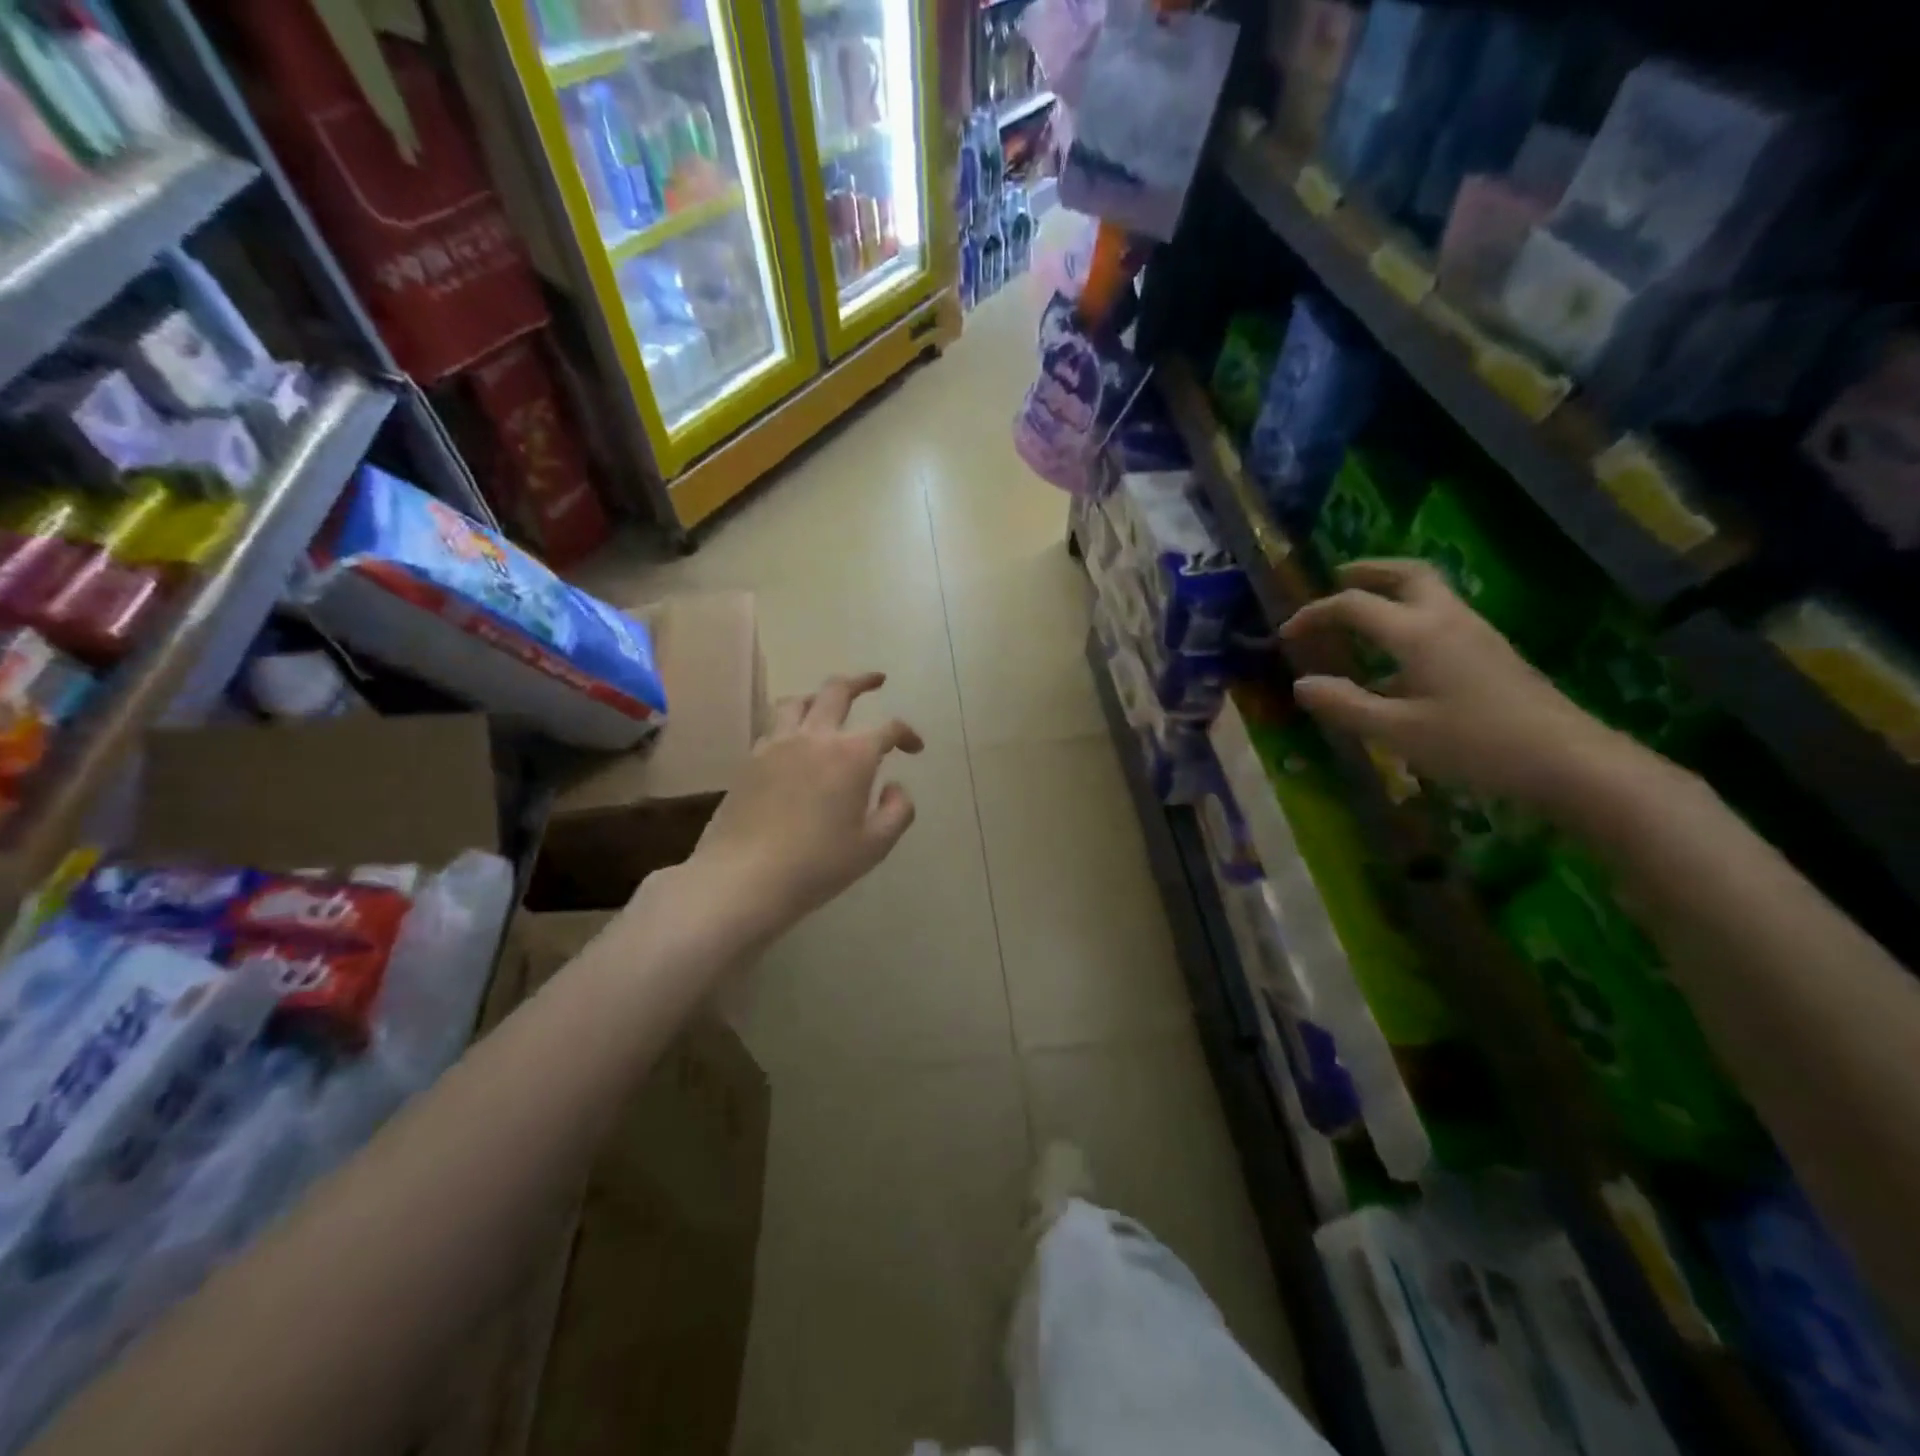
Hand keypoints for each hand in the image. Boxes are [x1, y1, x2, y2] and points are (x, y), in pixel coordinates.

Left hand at [685, 671, 922, 946]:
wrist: (744, 877)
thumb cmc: (818, 864)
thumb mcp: (874, 845)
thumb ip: (897, 811)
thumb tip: (895, 786)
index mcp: (852, 755)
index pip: (888, 728)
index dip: (907, 734)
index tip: (914, 748)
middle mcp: (815, 737)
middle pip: (837, 691)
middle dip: (862, 682)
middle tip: (876, 681)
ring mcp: (777, 744)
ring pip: (797, 700)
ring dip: (819, 695)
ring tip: (827, 703)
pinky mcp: (750, 760)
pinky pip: (774, 726)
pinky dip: (791, 722)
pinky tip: (795, 742)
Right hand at [1279, 559, 1638, 811]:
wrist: (1568, 760)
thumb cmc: (1474, 744)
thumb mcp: (1396, 731)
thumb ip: (1345, 704)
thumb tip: (1302, 684)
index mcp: (1417, 633)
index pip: (1354, 605)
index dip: (1315, 614)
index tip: (1287, 633)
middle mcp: (1446, 620)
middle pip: (1406, 574)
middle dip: (1368, 571)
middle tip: (1337, 578)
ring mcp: (1475, 633)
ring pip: (1429, 591)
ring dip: (1391, 590)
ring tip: (1362, 611)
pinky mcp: (1491, 652)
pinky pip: (1441, 617)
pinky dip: (1409, 617)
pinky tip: (1397, 658)